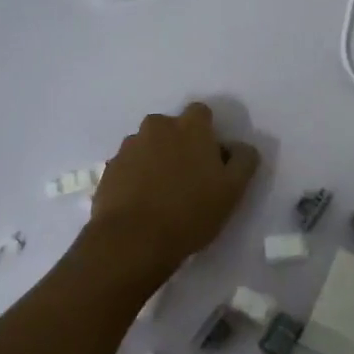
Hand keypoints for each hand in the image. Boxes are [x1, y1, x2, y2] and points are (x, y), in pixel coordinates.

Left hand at [90, 102, 259, 272]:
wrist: (133, 240)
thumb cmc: (190, 212)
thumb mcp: (233, 190)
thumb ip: (243, 160)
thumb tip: (237, 147)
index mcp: (189, 127)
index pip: (201, 113)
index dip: (208, 134)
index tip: (211, 159)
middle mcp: (156, 127)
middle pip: (172, 128)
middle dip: (180, 145)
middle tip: (188, 178)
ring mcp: (128, 147)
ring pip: (149, 146)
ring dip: (157, 160)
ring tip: (162, 194)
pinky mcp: (109, 169)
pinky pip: (129, 166)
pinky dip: (137, 177)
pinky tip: (143, 203)